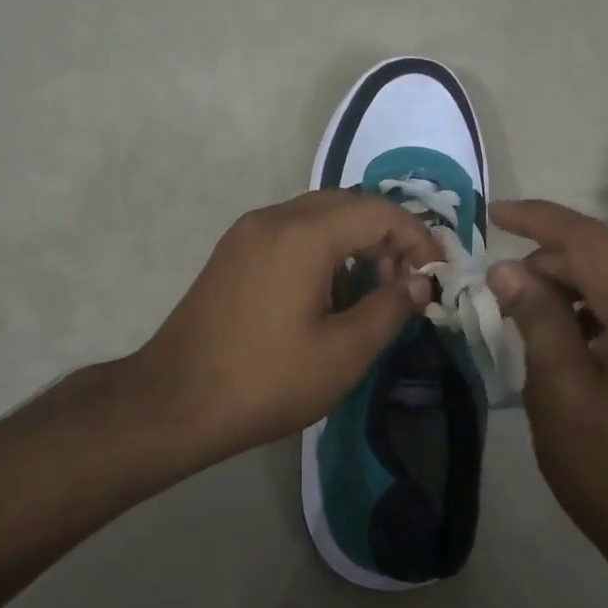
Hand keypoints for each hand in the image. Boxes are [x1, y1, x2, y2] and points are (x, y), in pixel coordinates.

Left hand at [129, 191, 438, 460]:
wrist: (174, 402)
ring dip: (352, 241)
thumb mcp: (343, 353)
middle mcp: (273, 218)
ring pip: (317, 215)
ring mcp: (247, 233)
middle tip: (403, 282)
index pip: (378, 212)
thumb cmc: (266, 381)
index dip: (417, 237)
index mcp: (303, 234)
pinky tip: (326, 294)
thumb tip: (420, 283)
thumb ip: (390, 308)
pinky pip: (290, 231)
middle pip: (347, 204)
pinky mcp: (233, 252)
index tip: (434, 276)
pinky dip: (321, 248)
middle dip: (385, 236)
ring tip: (369, 291)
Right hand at [488, 199, 607, 590]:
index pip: (587, 238)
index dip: (535, 219)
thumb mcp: (560, 395)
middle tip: (502, 286)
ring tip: (532, 312)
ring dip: (579, 284)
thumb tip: (508, 270)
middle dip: (553, 260)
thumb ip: (536, 318)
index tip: (492, 212)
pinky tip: (578, 335)